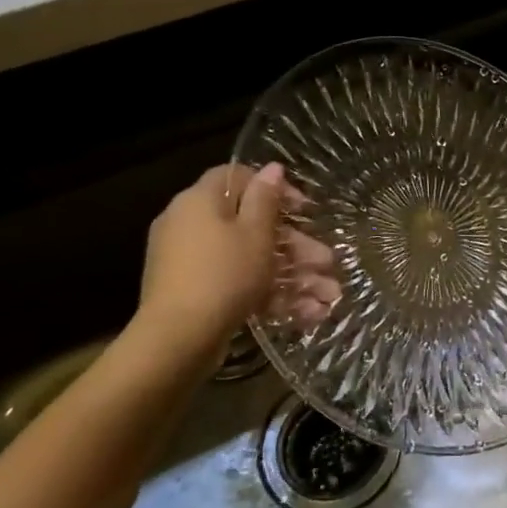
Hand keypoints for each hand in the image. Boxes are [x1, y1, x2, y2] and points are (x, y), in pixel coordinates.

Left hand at [135, 163, 339, 363]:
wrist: (177, 340)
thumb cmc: (224, 275)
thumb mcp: (255, 233)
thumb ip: (266, 199)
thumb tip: (273, 168)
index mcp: (200, 201)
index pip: (237, 178)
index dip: (274, 189)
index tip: (304, 209)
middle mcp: (190, 225)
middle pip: (251, 225)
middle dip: (296, 246)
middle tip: (326, 262)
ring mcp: (191, 263)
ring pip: (251, 260)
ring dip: (293, 276)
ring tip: (329, 297)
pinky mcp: (197, 294)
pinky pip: (238, 284)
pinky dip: (271, 296)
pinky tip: (308, 315)